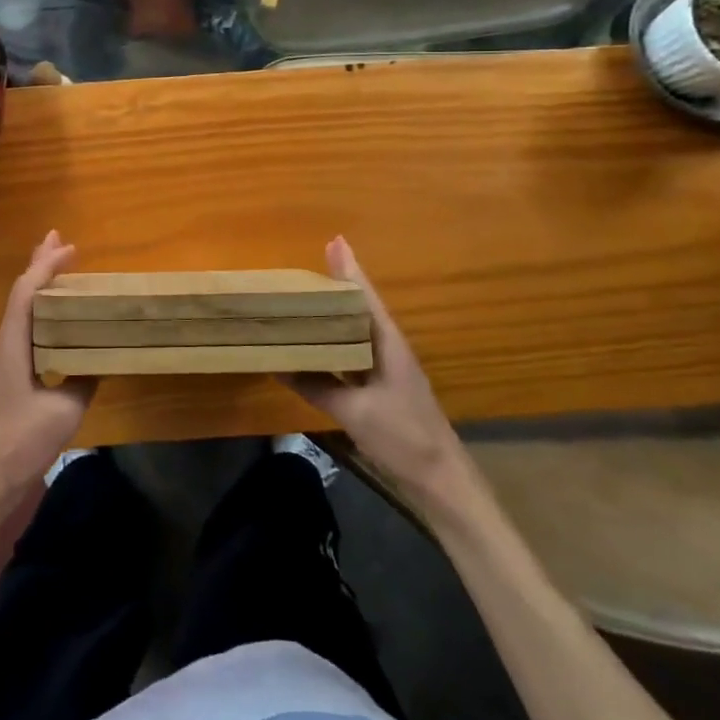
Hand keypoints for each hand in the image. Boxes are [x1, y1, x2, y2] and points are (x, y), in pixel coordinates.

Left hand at [0, 230, 93, 510]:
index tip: (70, 247)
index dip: (47, 266)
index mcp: (15, 343)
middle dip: (39, 264)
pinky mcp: (10, 375)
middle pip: (21, 293)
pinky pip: (26, 327)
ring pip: (22, 309)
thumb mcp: (64, 411)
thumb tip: (100, 361)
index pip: (28, 292)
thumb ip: (84, 381)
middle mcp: (7, 343)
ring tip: (58, 266)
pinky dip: (41, 310)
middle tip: (58, 238)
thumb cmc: (19, 441)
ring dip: (40, 284)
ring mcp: (6, 359)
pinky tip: (57, 318)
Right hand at [288, 237, 474, 513]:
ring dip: (338, 313)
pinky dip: (338, 342)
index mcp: (388, 344)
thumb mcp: (354, 410)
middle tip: (312, 265)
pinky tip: (321, 344)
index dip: (350, 269)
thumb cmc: (402, 436)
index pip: (366, 297)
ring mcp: (388, 368)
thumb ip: (316, 386)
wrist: (441, 479)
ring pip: (359, 330)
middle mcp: (389, 349)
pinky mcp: (384, 387)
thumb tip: (278, 364)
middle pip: (362, 308)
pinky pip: (356, 353)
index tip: (336, 240)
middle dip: (341, 284)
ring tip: (310, 297)